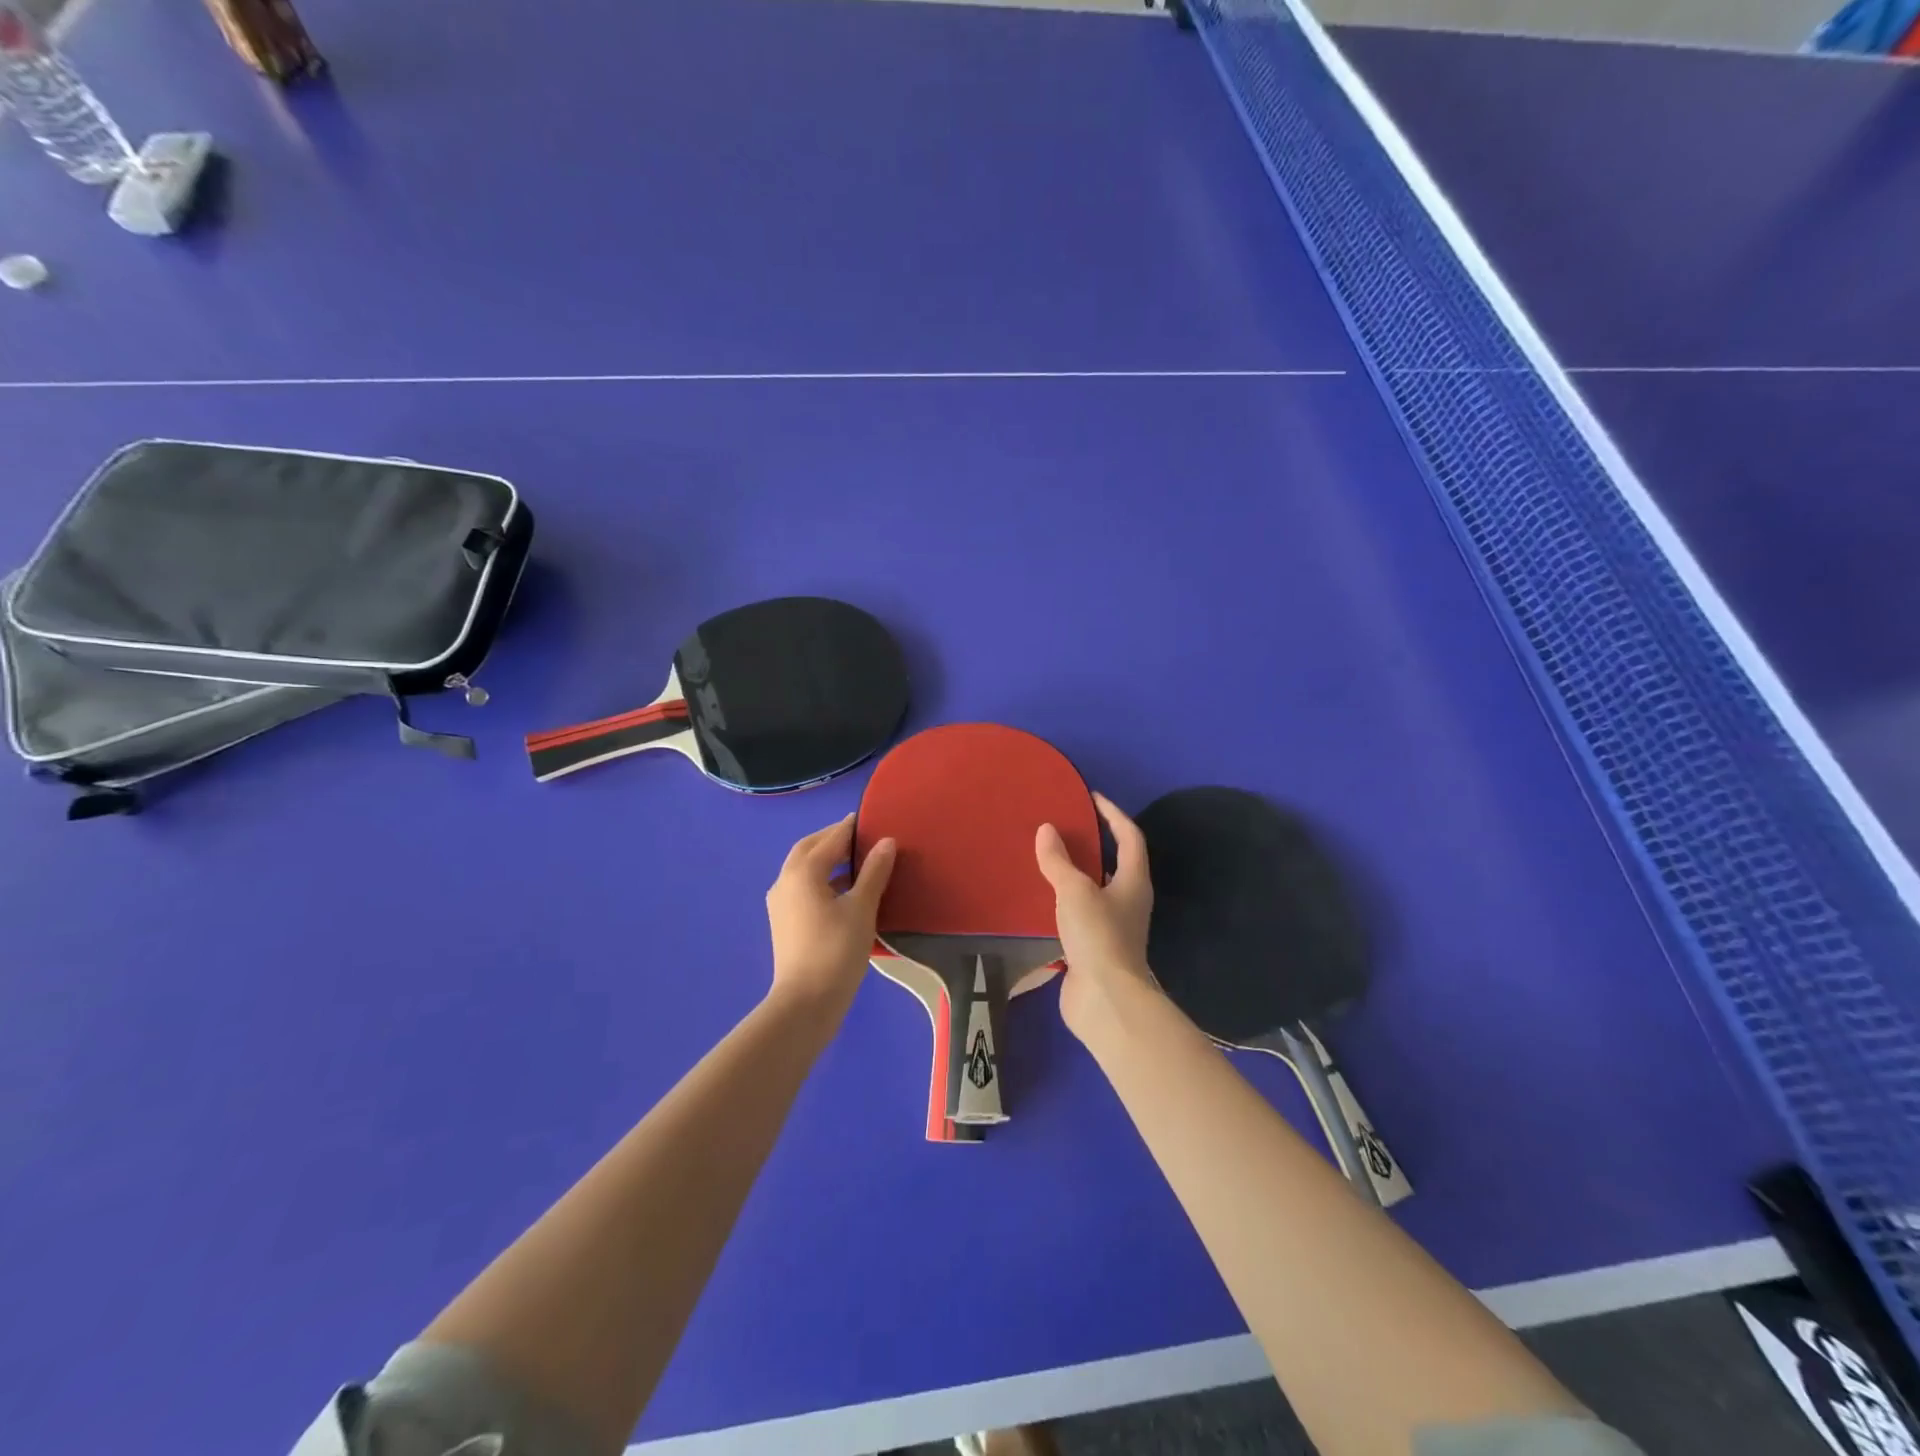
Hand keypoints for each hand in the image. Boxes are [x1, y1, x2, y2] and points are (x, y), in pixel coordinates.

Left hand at [766, 814, 895, 1018]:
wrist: (806, 1003)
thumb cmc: (836, 950)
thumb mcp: (862, 908)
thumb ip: (874, 872)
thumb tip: (886, 842)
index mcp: (803, 872)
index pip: (830, 838)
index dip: (850, 828)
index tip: (870, 820)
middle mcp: (785, 881)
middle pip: (809, 849)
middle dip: (832, 839)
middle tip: (861, 837)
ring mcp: (781, 903)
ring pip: (803, 868)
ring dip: (827, 859)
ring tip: (857, 862)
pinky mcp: (784, 921)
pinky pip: (803, 887)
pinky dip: (822, 879)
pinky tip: (844, 890)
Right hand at [1036, 793, 1156, 1041]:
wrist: (1105, 1000)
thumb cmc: (1098, 936)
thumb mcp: (1075, 891)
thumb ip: (1059, 861)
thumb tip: (1047, 830)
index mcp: (1134, 882)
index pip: (1130, 837)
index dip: (1114, 814)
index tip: (1092, 798)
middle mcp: (1129, 901)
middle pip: (1115, 863)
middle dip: (1094, 843)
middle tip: (1065, 826)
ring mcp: (1113, 927)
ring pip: (1095, 890)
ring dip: (1076, 874)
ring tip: (1048, 858)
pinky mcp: (1094, 948)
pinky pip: (1079, 914)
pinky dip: (1063, 901)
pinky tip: (1041, 898)